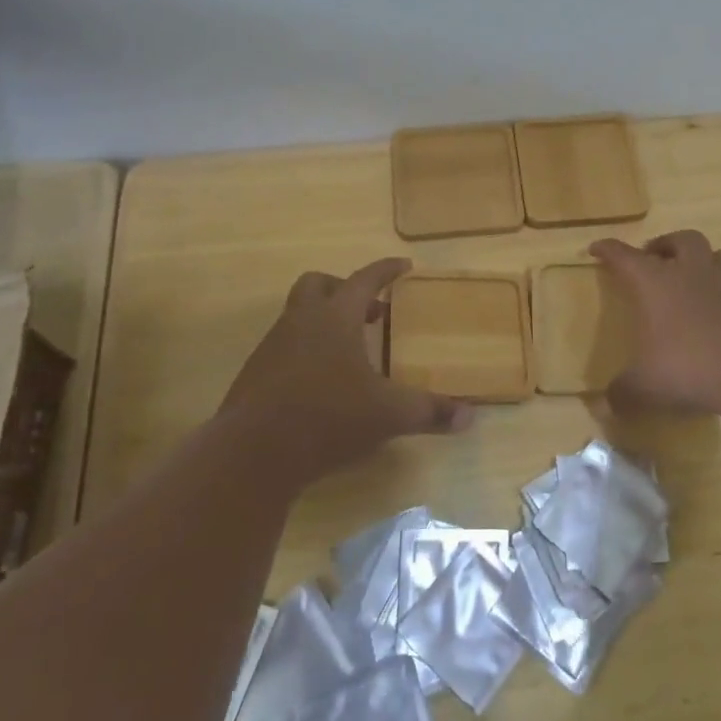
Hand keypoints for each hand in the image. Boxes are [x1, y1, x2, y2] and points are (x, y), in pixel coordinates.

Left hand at [216, 258, 471, 485]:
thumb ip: (429, 412)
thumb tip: (469, 417)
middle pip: (317, 285)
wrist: (251, 454)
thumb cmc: (327, 418)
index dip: (386, 270)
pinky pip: (284, 349)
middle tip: (370, 312)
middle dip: (344, 290)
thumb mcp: (388, 415)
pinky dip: (306, 353)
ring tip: (350, 353)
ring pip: (297, 317)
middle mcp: (299, 323)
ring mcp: (271, 348)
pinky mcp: (254, 376)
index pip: (364, 279)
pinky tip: (321, 385)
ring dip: (324, 323)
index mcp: (334, 318)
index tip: (404, 266)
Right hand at [590, 231, 720, 413]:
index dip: (609, 250)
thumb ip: (623, 393)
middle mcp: (693, 275)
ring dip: (706, 260)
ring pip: (720, 255)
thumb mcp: (645, 387)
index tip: (597, 248)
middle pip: (682, 240)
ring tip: (697, 276)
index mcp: (657, 283)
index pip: (626, 257)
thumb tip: (606, 406)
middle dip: (666, 244)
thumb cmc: (690, 368)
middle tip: (655, 257)